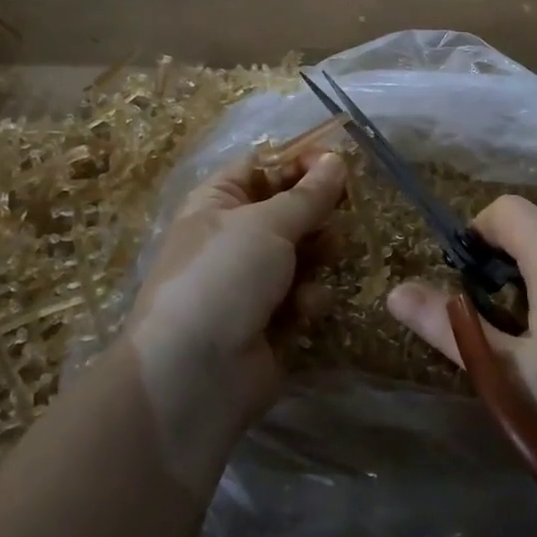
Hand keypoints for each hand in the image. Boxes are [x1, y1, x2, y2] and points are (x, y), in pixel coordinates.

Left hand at [125, 150, 346, 437]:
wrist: (193, 376)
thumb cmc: (223, 278)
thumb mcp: (266, 225)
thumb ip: (308, 194)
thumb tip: (336, 160)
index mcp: (218, 202)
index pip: (263, 166)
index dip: (300, 162)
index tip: (339, 165)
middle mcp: (233, 237)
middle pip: (288, 209)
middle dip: (317, 212)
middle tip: (343, 212)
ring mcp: (251, 281)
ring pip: (301, 252)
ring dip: (318, 254)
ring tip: (328, 257)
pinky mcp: (270, 320)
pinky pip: (302, 294)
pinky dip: (307, 298)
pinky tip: (305, 309)